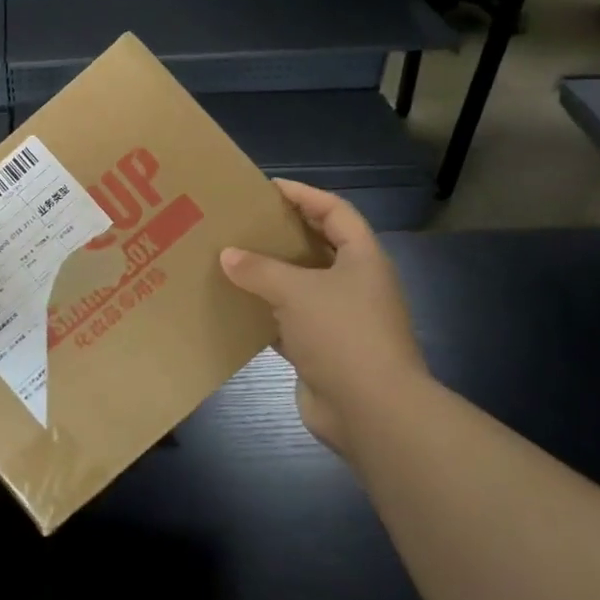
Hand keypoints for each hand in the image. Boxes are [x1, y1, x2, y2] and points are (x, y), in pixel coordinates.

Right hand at [220, 180, 430, 458]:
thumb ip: (259, 269)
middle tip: (242, 223)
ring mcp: (340, 320)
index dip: (304, 195)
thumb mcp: (296, 291)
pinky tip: (235, 307)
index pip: (335, 211)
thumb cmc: (342, 334)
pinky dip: (265, 313)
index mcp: (362, 259)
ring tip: (231, 260)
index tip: (267, 187)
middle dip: (282, 234)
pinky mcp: (323, 350)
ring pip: (301, 286)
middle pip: (317, 247)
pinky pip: (289, 321)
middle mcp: (355, 284)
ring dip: (270, 275)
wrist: (372, 411)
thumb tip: (227, 255)